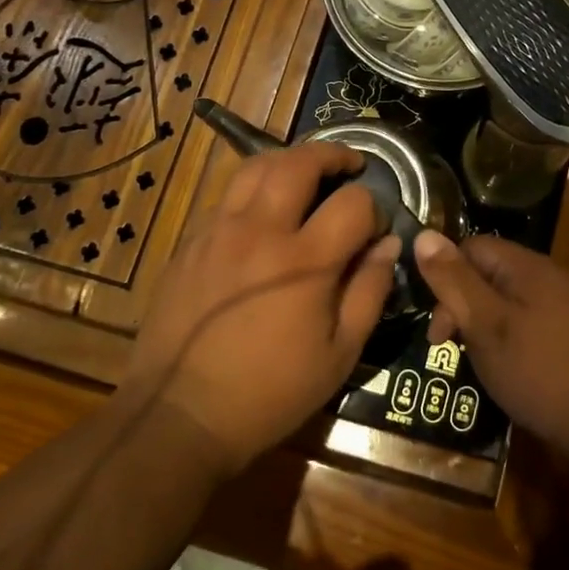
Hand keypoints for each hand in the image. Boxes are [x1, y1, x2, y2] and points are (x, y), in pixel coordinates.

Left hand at [127, 143, 399, 476]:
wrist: (179, 415)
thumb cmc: (270, 392)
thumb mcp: (339, 354)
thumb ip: (369, 291)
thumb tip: (388, 245)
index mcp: (305, 260)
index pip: (353, 203)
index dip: (374, 208)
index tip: (376, 228)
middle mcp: (261, 231)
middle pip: (299, 163)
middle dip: (332, 154)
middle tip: (349, 164)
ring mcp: (219, 231)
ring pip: (255, 167)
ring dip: (289, 160)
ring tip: (306, 172)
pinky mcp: (191, 242)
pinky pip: (227, 196)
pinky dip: (254, 188)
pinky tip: (263, 211)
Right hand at [411, 231, 568, 469]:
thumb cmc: (541, 371)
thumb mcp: (487, 325)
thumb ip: (455, 281)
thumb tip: (422, 234)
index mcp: (527, 266)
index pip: (471, 246)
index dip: (445, 276)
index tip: (436, 324)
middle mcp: (547, 276)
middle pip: (487, 273)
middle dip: (461, 305)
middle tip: (448, 347)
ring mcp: (563, 306)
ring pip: (505, 301)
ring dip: (482, 326)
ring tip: (474, 362)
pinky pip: (525, 322)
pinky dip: (506, 339)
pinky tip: (504, 369)